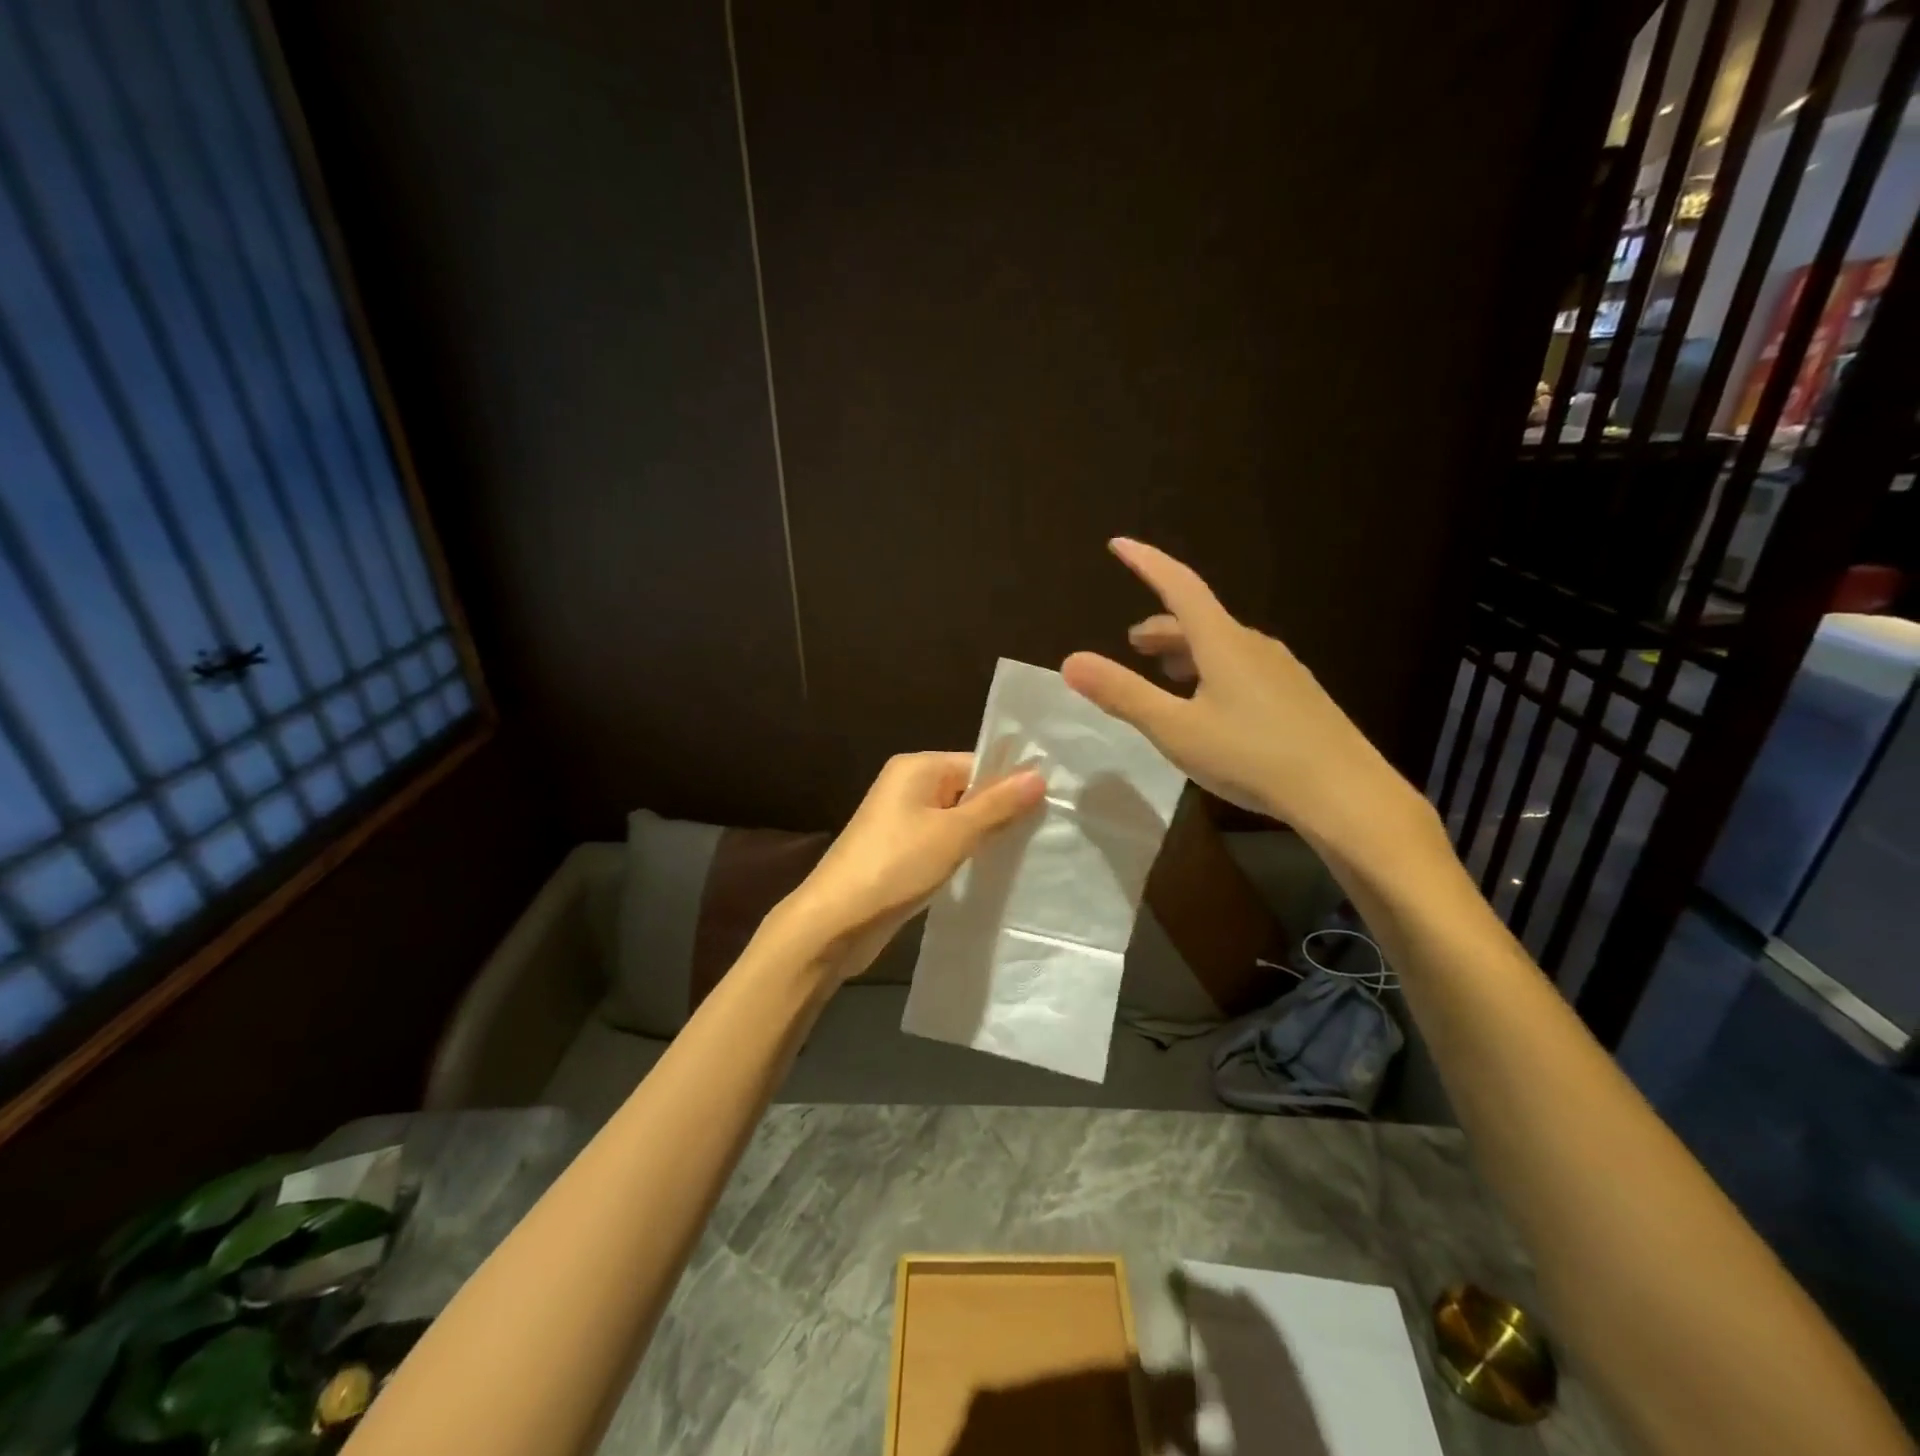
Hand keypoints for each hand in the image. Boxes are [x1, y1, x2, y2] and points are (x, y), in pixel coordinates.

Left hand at [779, 753, 1044, 979]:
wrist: (836, 921)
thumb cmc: (896, 866)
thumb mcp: (954, 833)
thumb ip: (997, 805)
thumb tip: (1039, 775)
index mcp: (917, 767)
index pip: (978, 763)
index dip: (1012, 783)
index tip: (1051, 805)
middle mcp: (908, 786)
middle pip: (968, 789)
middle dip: (1001, 811)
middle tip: (1046, 831)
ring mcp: (901, 820)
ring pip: (957, 819)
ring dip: (984, 834)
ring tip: (1026, 851)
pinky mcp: (900, 851)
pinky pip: (942, 841)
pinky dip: (964, 852)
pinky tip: (991, 868)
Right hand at [1060, 538, 1436, 864]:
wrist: (1344, 794)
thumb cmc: (1252, 756)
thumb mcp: (1176, 729)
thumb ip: (1123, 694)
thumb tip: (1070, 661)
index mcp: (1222, 642)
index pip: (1179, 586)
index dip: (1146, 563)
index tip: (1118, 544)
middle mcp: (1254, 645)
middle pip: (1200, 619)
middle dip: (1162, 626)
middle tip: (1133, 644)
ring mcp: (1281, 670)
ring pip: (1223, 645)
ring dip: (1187, 651)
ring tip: (1167, 673)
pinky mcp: (1297, 696)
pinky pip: (1244, 667)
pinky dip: (1213, 671)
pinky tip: (1212, 705)